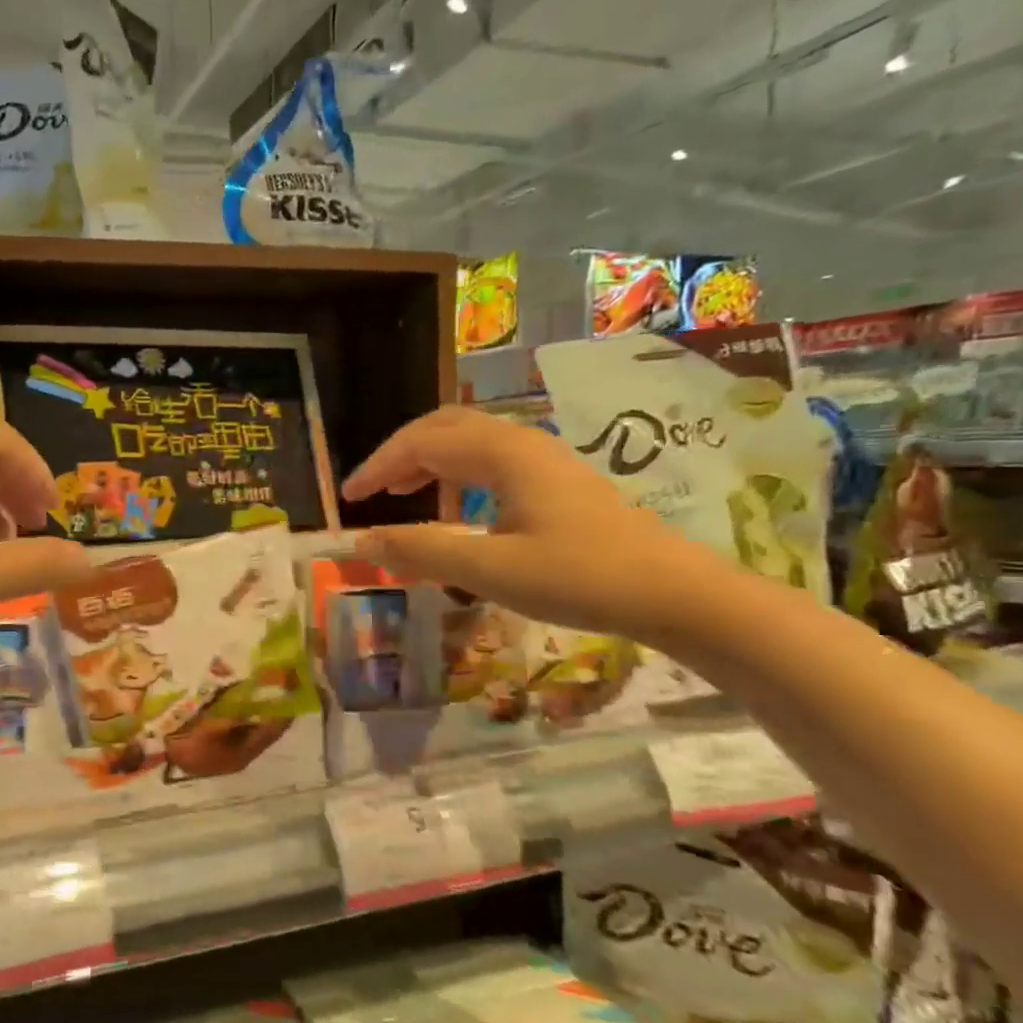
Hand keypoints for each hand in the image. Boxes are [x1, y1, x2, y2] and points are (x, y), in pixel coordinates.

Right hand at [340, 406, 735, 644]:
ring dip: (429, 462)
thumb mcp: (490, 570)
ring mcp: (545, 461)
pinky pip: (492, 462)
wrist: (675, 593)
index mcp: (504, 454)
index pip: (422, 443)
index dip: (378, 467)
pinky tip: (460, 510)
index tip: (347, 499)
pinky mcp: (559, 482)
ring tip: (403, 496)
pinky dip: (458, 476)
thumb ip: (421, 551)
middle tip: (371, 490)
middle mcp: (522, 444)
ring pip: (470, 442)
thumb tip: (361, 540)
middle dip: (400, 454)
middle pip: (445, 428)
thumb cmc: (580, 577)